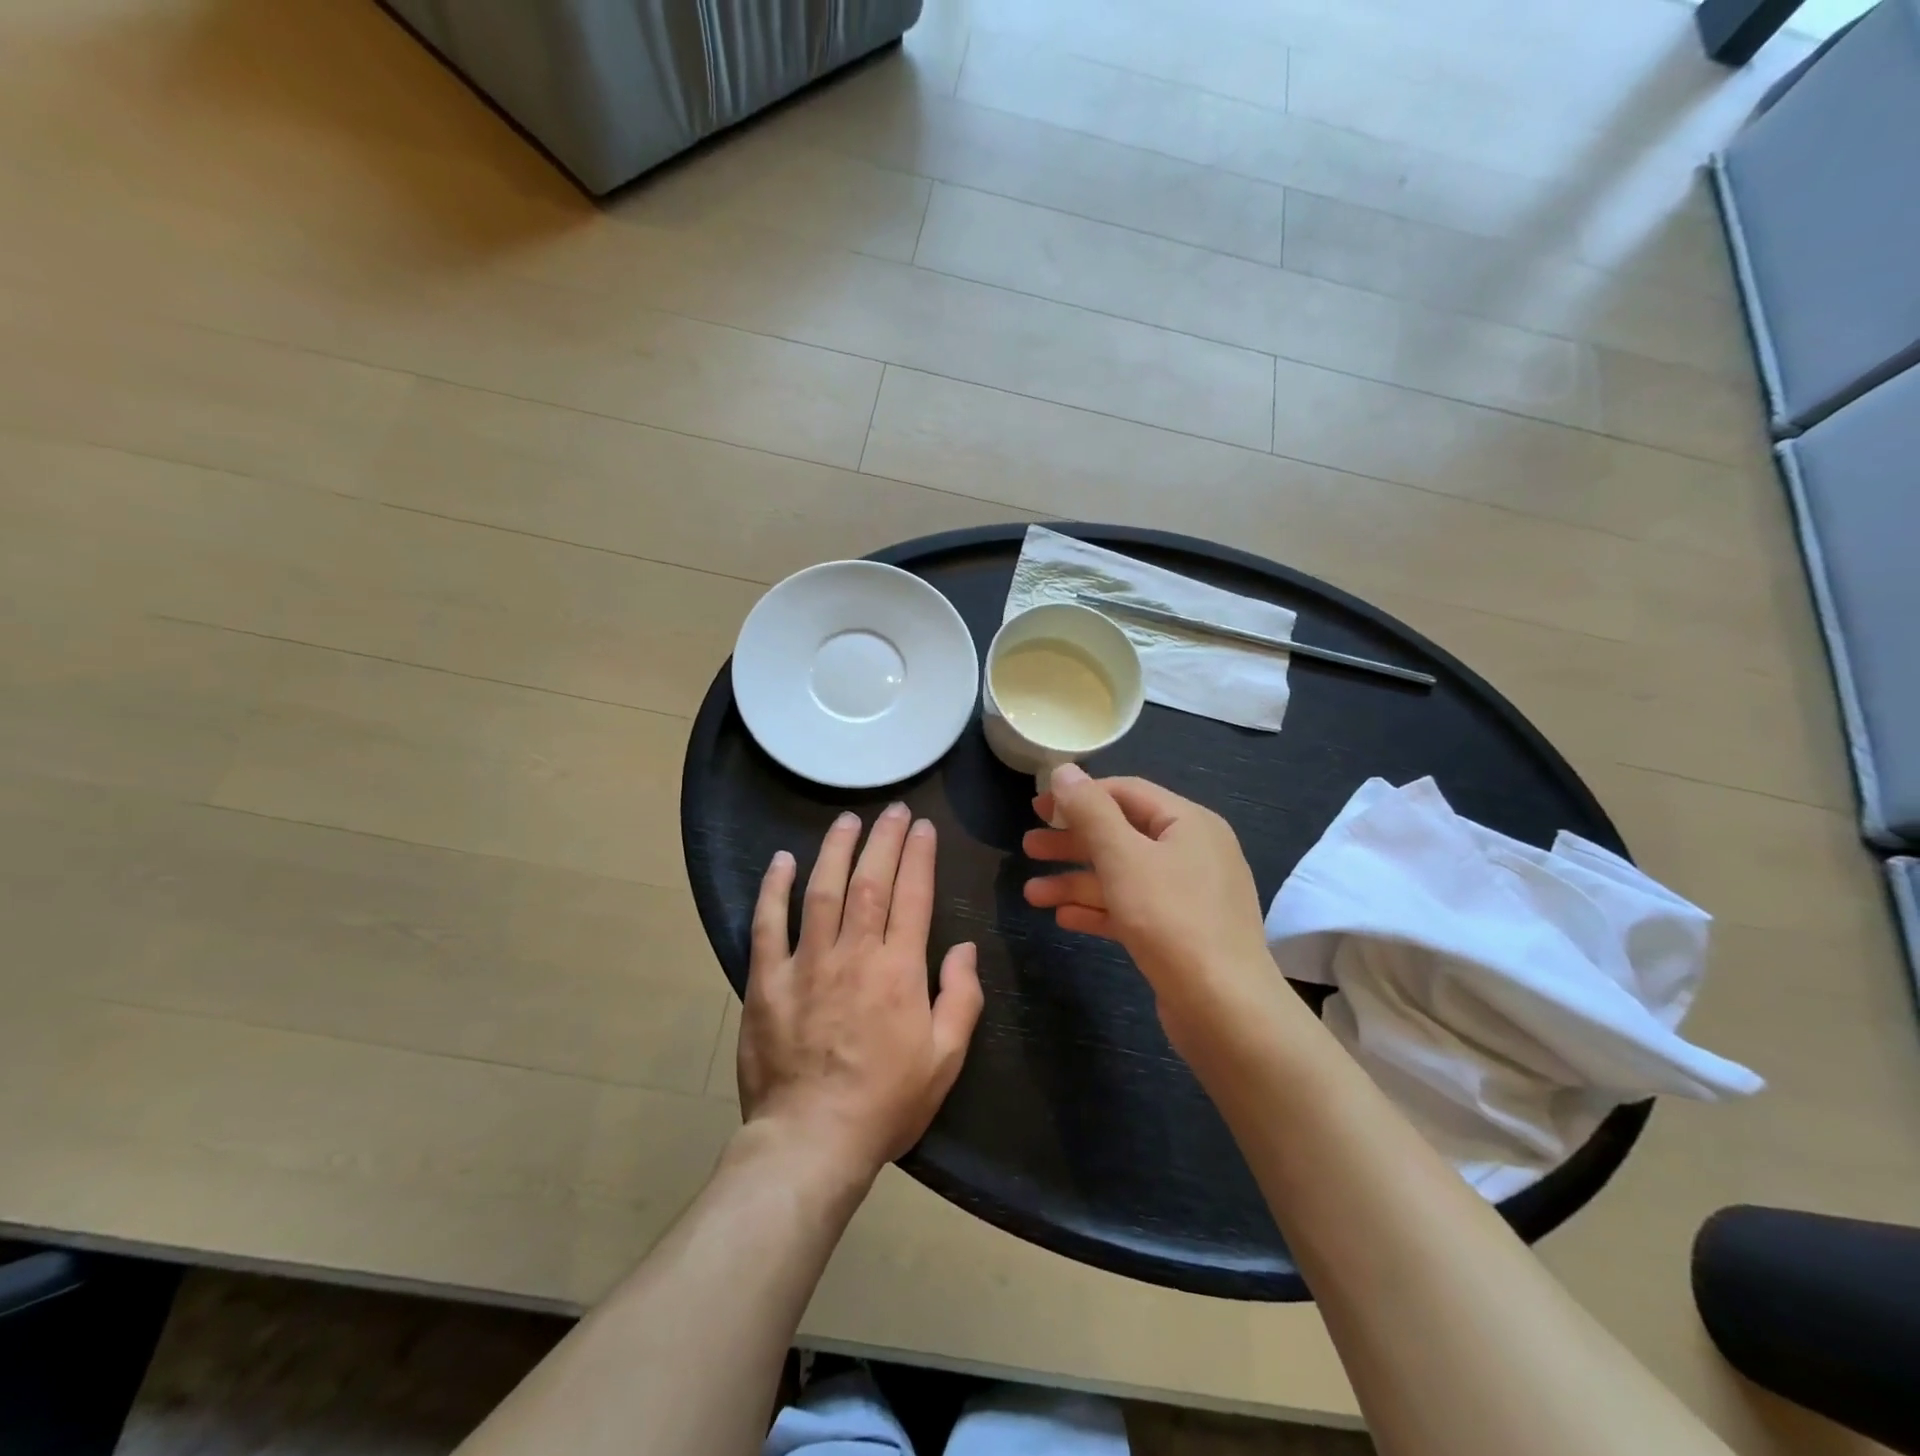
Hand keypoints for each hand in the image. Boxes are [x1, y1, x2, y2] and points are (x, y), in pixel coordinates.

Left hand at [739, 804, 983, 1181]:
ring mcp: (806, 964)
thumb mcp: (945, 1059)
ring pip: (822, 890)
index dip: (919, 856)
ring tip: (847, 819)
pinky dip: (774, 889)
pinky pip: (768, 924)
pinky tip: (783, 860)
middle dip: (884, 839)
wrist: (811, 1141)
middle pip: (870, 882)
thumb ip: (961, 997)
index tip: (923, 827)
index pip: (913, 896)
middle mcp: (854, 954)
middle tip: (893, 810)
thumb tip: (966, 948)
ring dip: (836, 849)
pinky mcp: (767, 981)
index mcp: (899, 970)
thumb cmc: (886, 1103)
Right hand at [1022, 766, 1282, 1055]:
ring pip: (1122, 876)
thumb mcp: (1123, 857)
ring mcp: (1188, 896)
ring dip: (1076, 881)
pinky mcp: (1180, 934)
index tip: (1037, 807)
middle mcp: (1192, 853)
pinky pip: (1132, 909)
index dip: (1079, 795)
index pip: (1126, 792)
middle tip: (1028, 847)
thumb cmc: (1171, 919)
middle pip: (1121, 835)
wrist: (1225, 1009)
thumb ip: (1090, 811)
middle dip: (1072, 842)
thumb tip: (1064, 770)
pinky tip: (1064, 918)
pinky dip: (1099, 909)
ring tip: (1031, 894)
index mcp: (1188, 823)